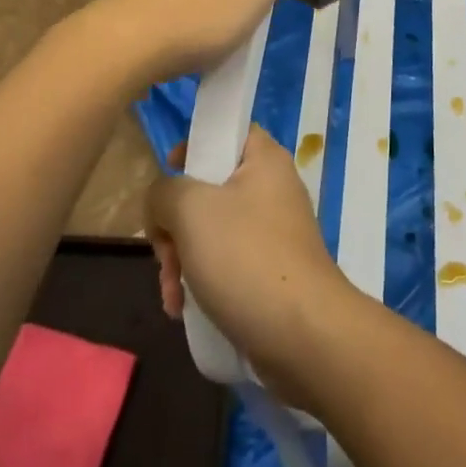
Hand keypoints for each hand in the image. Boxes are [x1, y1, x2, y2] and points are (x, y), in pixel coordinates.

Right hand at [146, 126, 351, 410]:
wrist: (302, 336)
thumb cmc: (245, 257)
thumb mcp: (190, 209)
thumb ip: (163, 192)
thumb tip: (163, 204)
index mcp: (264, 159)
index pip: (227, 130)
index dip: (194, 144)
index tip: (168, 173)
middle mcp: (272, 189)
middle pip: (209, 187)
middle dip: (176, 223)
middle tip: (165, 251)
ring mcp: (272, 233)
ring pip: (211, 231)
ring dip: (182, 259)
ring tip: (172, 294)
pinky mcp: (270, 272)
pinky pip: (225, 264)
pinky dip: (202, 282)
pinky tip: (184, 311)